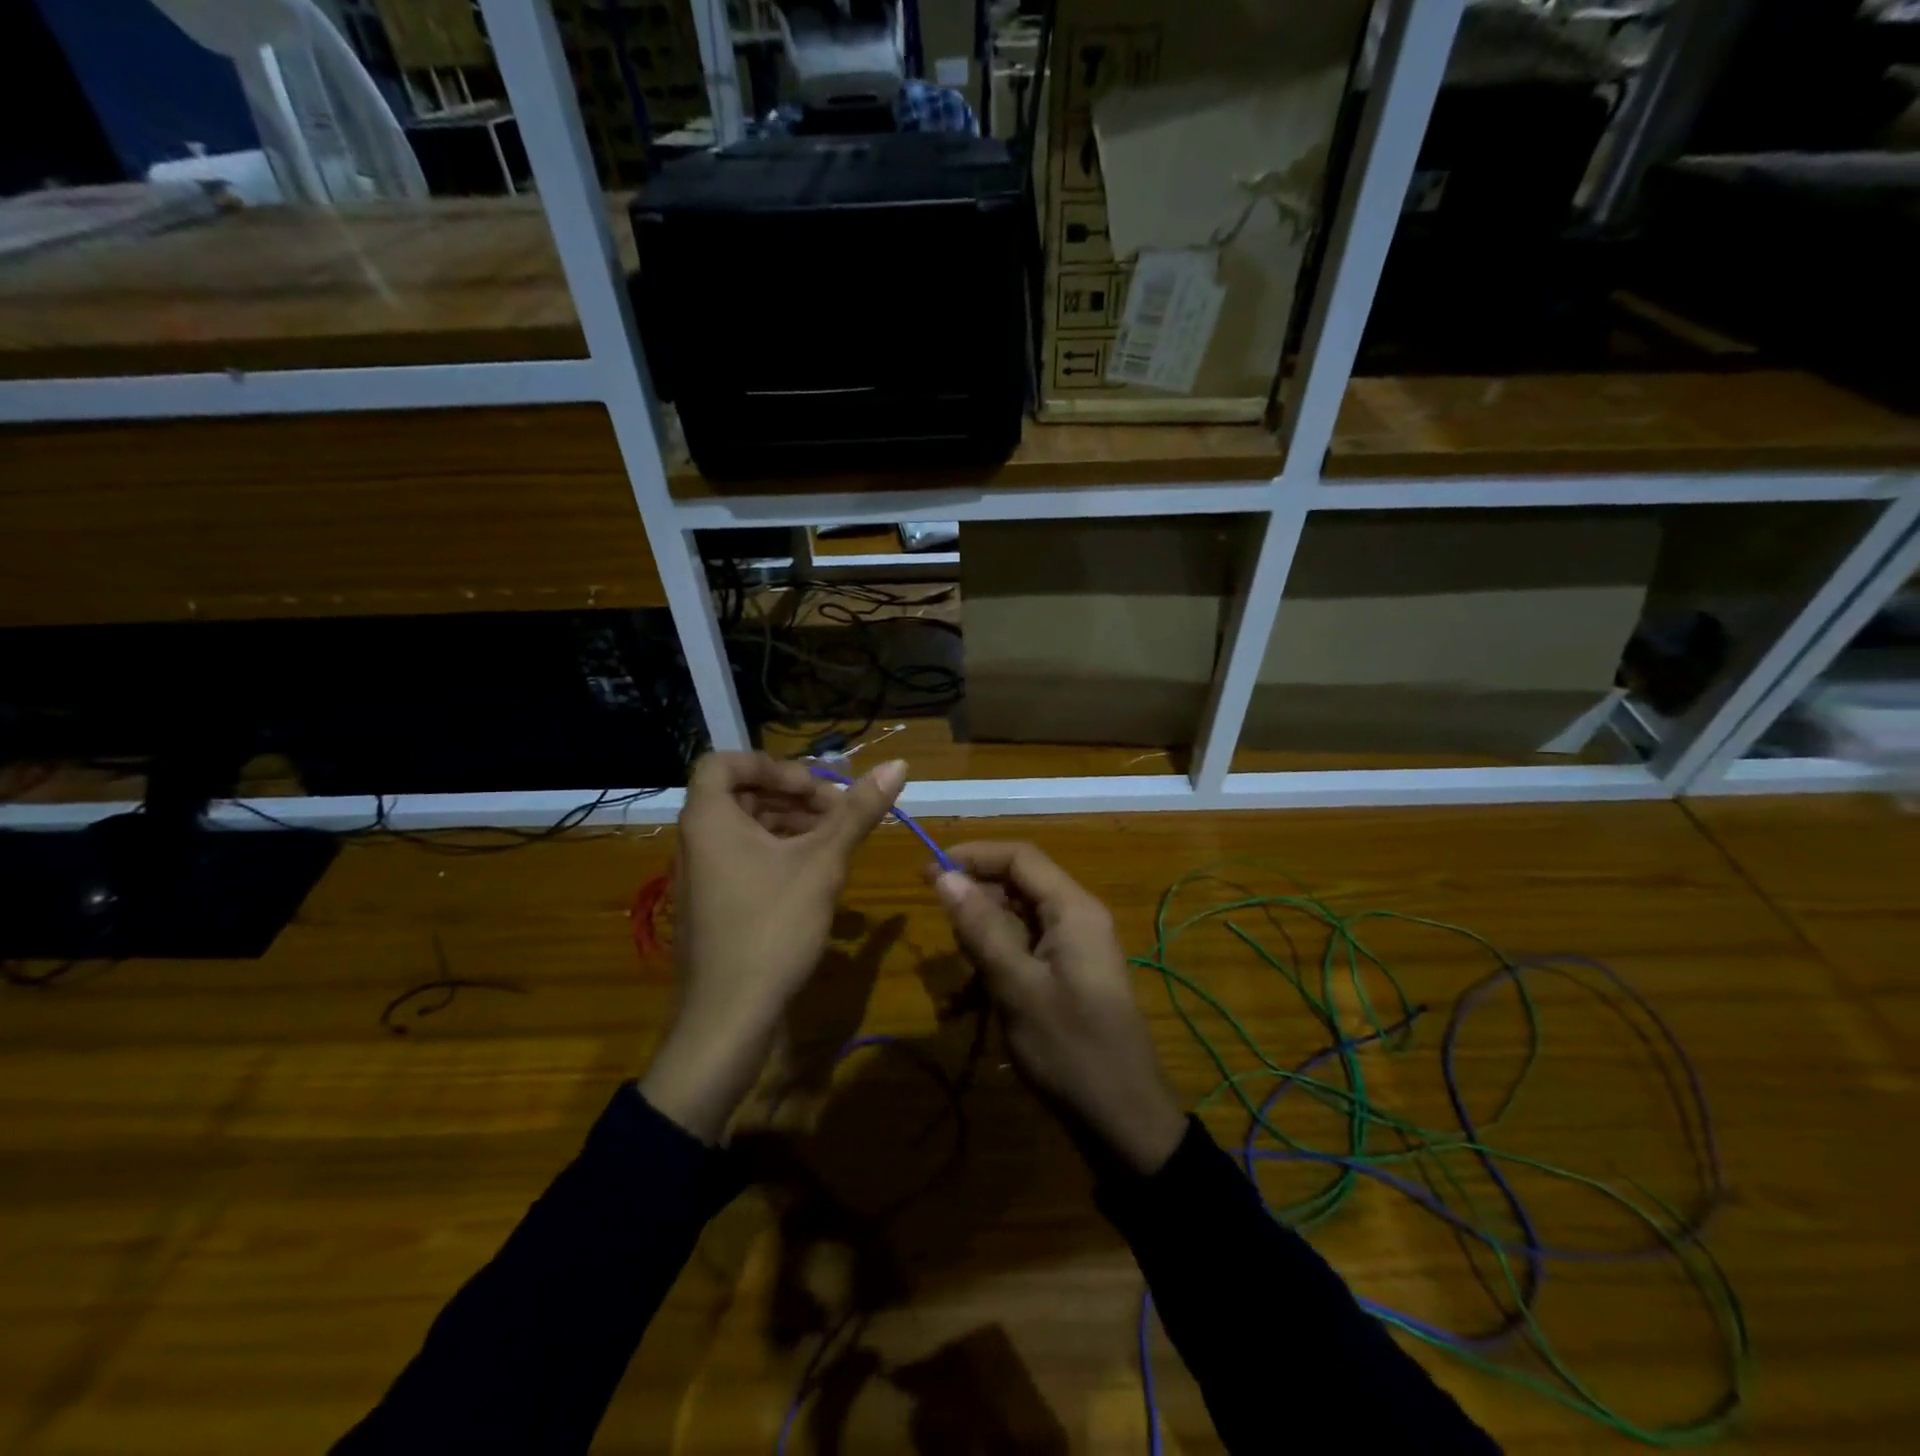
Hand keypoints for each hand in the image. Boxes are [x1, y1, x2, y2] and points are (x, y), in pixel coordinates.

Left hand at [639, 752, 906, 1141]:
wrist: (728, 1017)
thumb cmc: (772, 927)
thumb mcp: (823, 863)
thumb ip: (858, 812)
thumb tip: (899, 764)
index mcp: (709, 819)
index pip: (725, 762)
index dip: (773, 765)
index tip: (815, 786)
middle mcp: (697, 840)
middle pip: (743, 795)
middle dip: (795, 797)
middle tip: (841, 813)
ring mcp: (703, 874)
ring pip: (747, 829)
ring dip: (793, 825)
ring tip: (838, 842)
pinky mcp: (715, 903)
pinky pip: (745, 858)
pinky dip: (781, 853)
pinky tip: (819, 874)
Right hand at [930, 842, 1186, 1175]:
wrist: (1122, 1120)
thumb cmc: (1070, 1049)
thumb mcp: (1016, 986)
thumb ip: (981, 927)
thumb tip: (944, 876)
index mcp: (1073, 909)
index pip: (1020, 857)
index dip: (973, 856)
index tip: (928, 871)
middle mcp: (1075, 919)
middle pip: (1016, 887)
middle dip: (974, 904)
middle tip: (937, 930)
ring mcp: (1071, 950)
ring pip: (1014, 924)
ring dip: (979, 944)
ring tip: (956, 985)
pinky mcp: (1064, 978)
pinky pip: (1022, 955)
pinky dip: (993, 971)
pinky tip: (965, 1007)